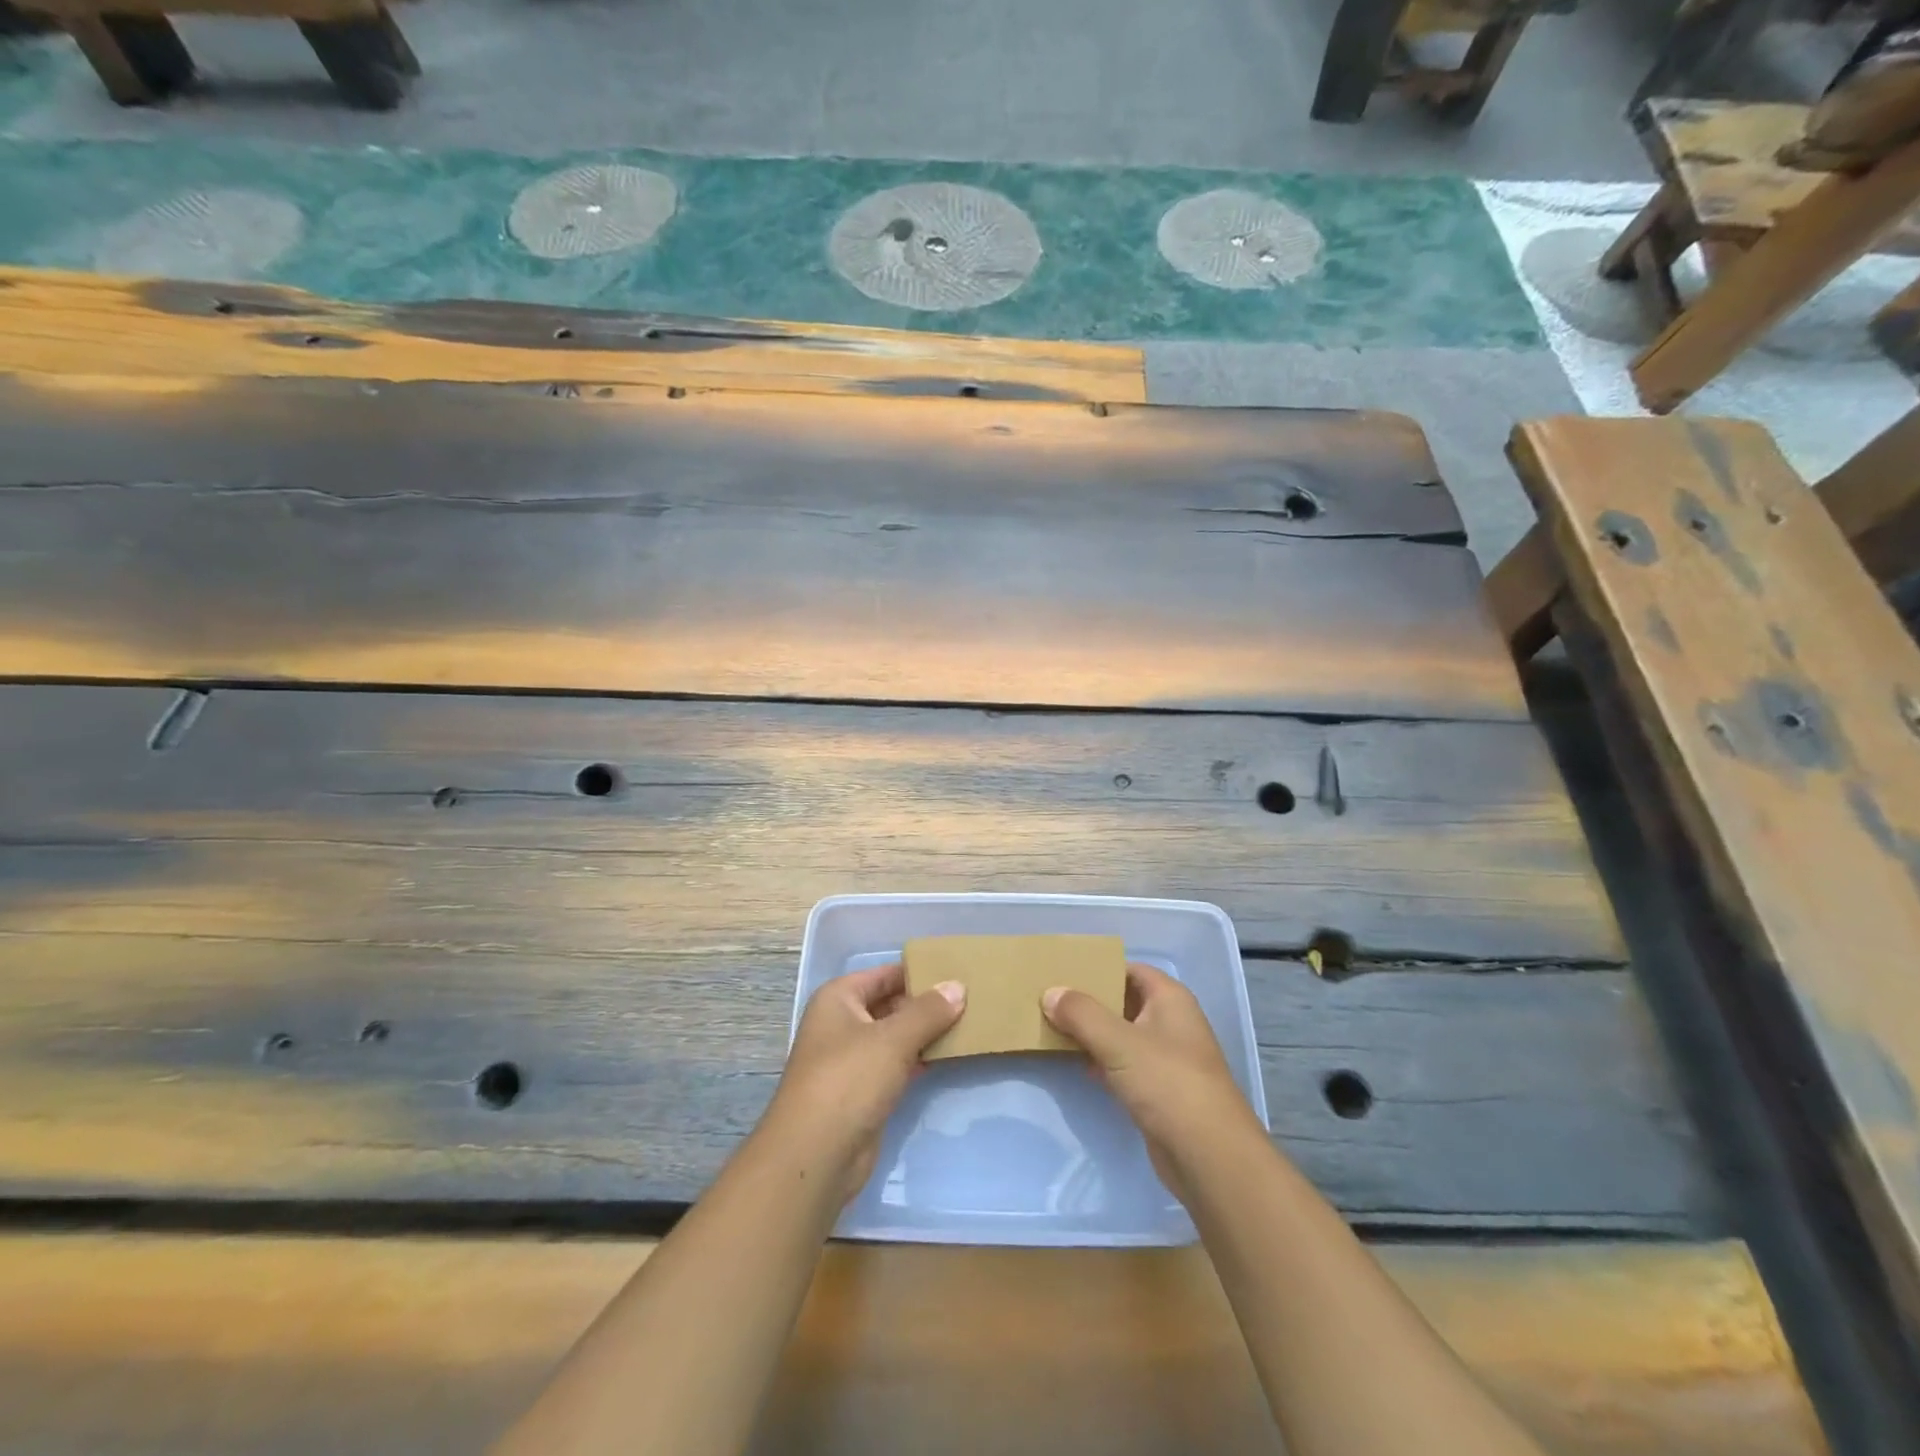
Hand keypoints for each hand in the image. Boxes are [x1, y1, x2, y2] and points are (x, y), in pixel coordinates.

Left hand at [764, 963, 965, 1201]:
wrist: (816, 1155)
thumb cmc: (849, 1080)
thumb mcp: (893, 1039)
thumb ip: (928, 1011)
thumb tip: (958, 986)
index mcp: (838, 999)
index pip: (884, 974)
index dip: (918, 971)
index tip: (956, 970)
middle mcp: (842, 1023)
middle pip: (890, 1004)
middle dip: (926, 1003)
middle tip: (969, 997)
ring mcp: (851, 1060)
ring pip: (895, 1036)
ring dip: (926, 1033)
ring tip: (968, 1022)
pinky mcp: (863, 1092)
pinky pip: (897, 1064)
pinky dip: (920, 1059)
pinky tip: (949, 1055)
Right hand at [1043, 964, 1262, 1200]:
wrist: (1208, 1156)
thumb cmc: (1167, 1082)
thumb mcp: (1118, 1041)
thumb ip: (1081, 1013)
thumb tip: (1050, 992)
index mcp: (1170, 998)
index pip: (1130, 970)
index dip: (1098, 968)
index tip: (1062, 971)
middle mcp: (1171, 1022)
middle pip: (1124, 1001)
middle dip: (1089, 1001)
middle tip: (1049, 998)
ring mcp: (1166, 1058)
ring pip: (1121, 1035)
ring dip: (1092, 1032)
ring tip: (1052, 1026)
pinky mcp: (1159, 1090)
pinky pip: (1124, 1064)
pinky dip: (1101, 1061)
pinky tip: (1076, 1063)